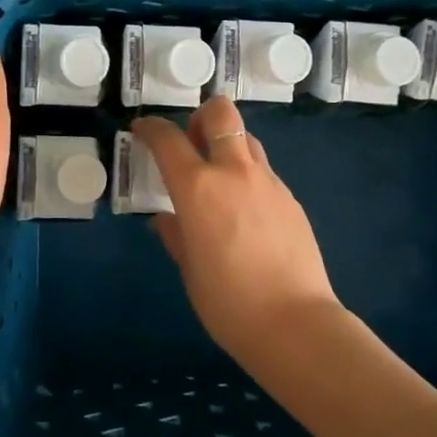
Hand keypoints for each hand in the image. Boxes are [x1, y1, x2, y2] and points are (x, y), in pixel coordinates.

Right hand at [132, 97, 341, 352]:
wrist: (294, 323)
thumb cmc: (228, 303)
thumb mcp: (189, 269)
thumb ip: (176, 234)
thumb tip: (166, 218)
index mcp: (198, 188)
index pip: (168, 139)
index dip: (151, 128)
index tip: (142, 130)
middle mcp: (234, 172)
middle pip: (221, 113)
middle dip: (201, 117)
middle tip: (191, 144)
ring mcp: (268, 182)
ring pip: (247, 139)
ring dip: (228, 145)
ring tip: (218, 180)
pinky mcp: (291, 199)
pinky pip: (264, 172)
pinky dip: (247, 177)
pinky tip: (244, 213)